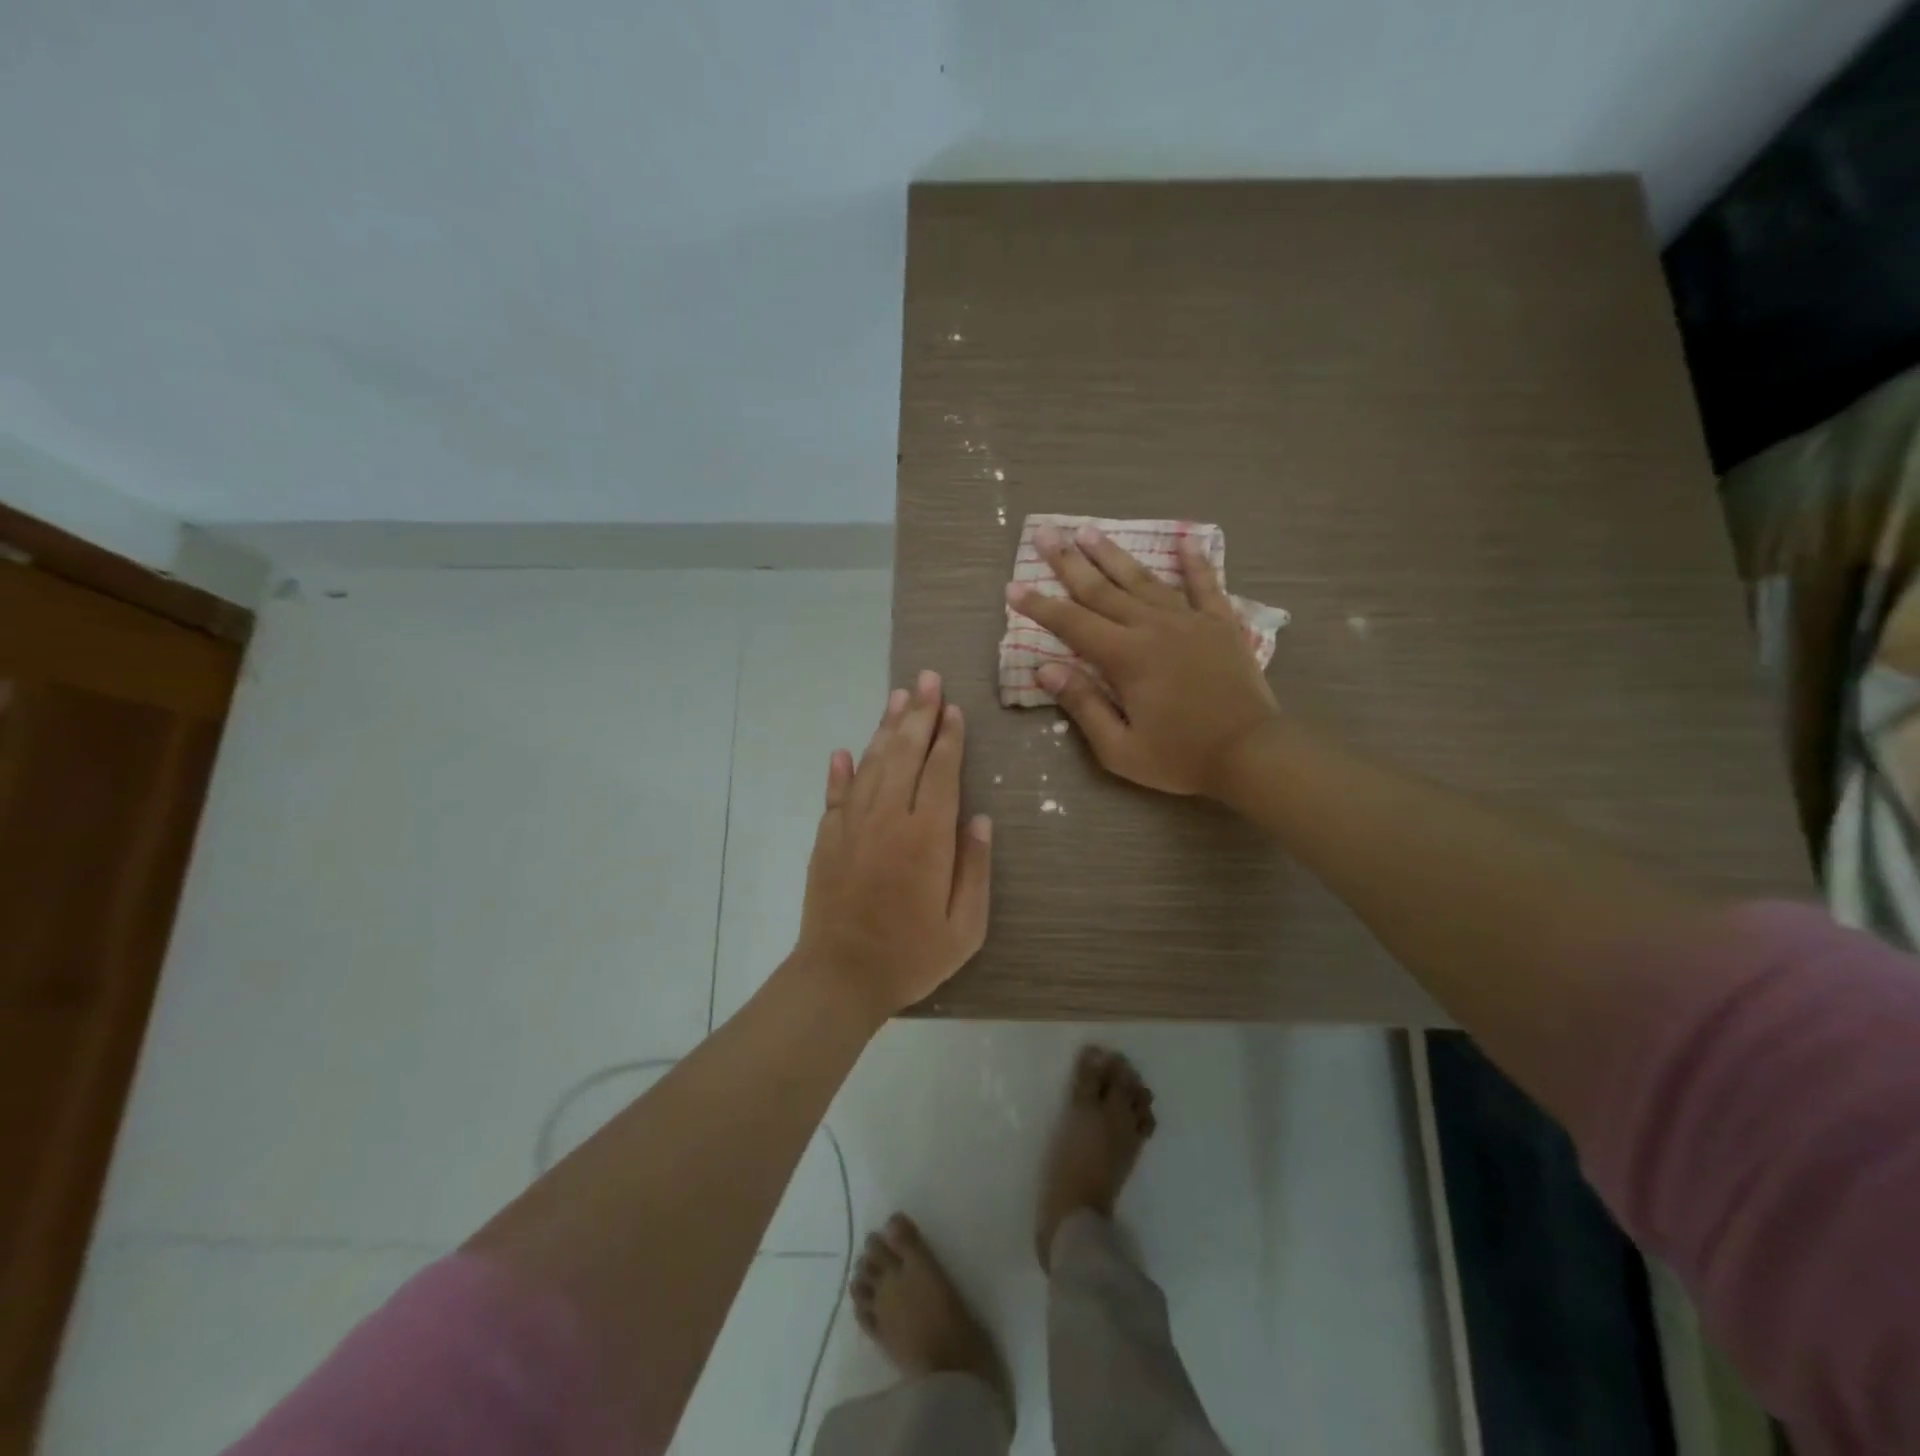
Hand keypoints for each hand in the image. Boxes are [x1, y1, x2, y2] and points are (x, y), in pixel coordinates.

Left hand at [794, 670, 992, 1019]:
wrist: (840, 977)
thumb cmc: (911, 955)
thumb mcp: (965, 926)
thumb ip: (974, 869)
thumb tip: (979, 819)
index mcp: (927, 837)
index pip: (941, 772)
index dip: (949, 738)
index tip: (954, 708)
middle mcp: (888, 819)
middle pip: (905, 754)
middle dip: (920, 714)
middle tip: (928, 679)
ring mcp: (852, 825)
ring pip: (871, 764)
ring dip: (885, 728)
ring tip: (898, 696)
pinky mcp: (826, 838)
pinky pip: (835, 794)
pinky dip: (840, 770)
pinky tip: (844, 750)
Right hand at [1007, 523, 1279, 797]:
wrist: (1252, 754)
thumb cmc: (1180, 757)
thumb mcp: (1119, 748)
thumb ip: (1083, 705)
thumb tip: (1045, 670)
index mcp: (1126, 657)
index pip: (1072, 623)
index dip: (1039, 606)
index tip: (1013, 586)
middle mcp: (1153, 627)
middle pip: (1102, 589)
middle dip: (1069, 562)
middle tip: (1045, 534)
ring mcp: (1189, 621)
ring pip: (1143, 580)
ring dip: (1114, 554)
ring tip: (1089, 530)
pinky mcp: (1220, 625)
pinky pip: (1205, 586)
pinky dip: (1195, 562)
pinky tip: (1186, 539)